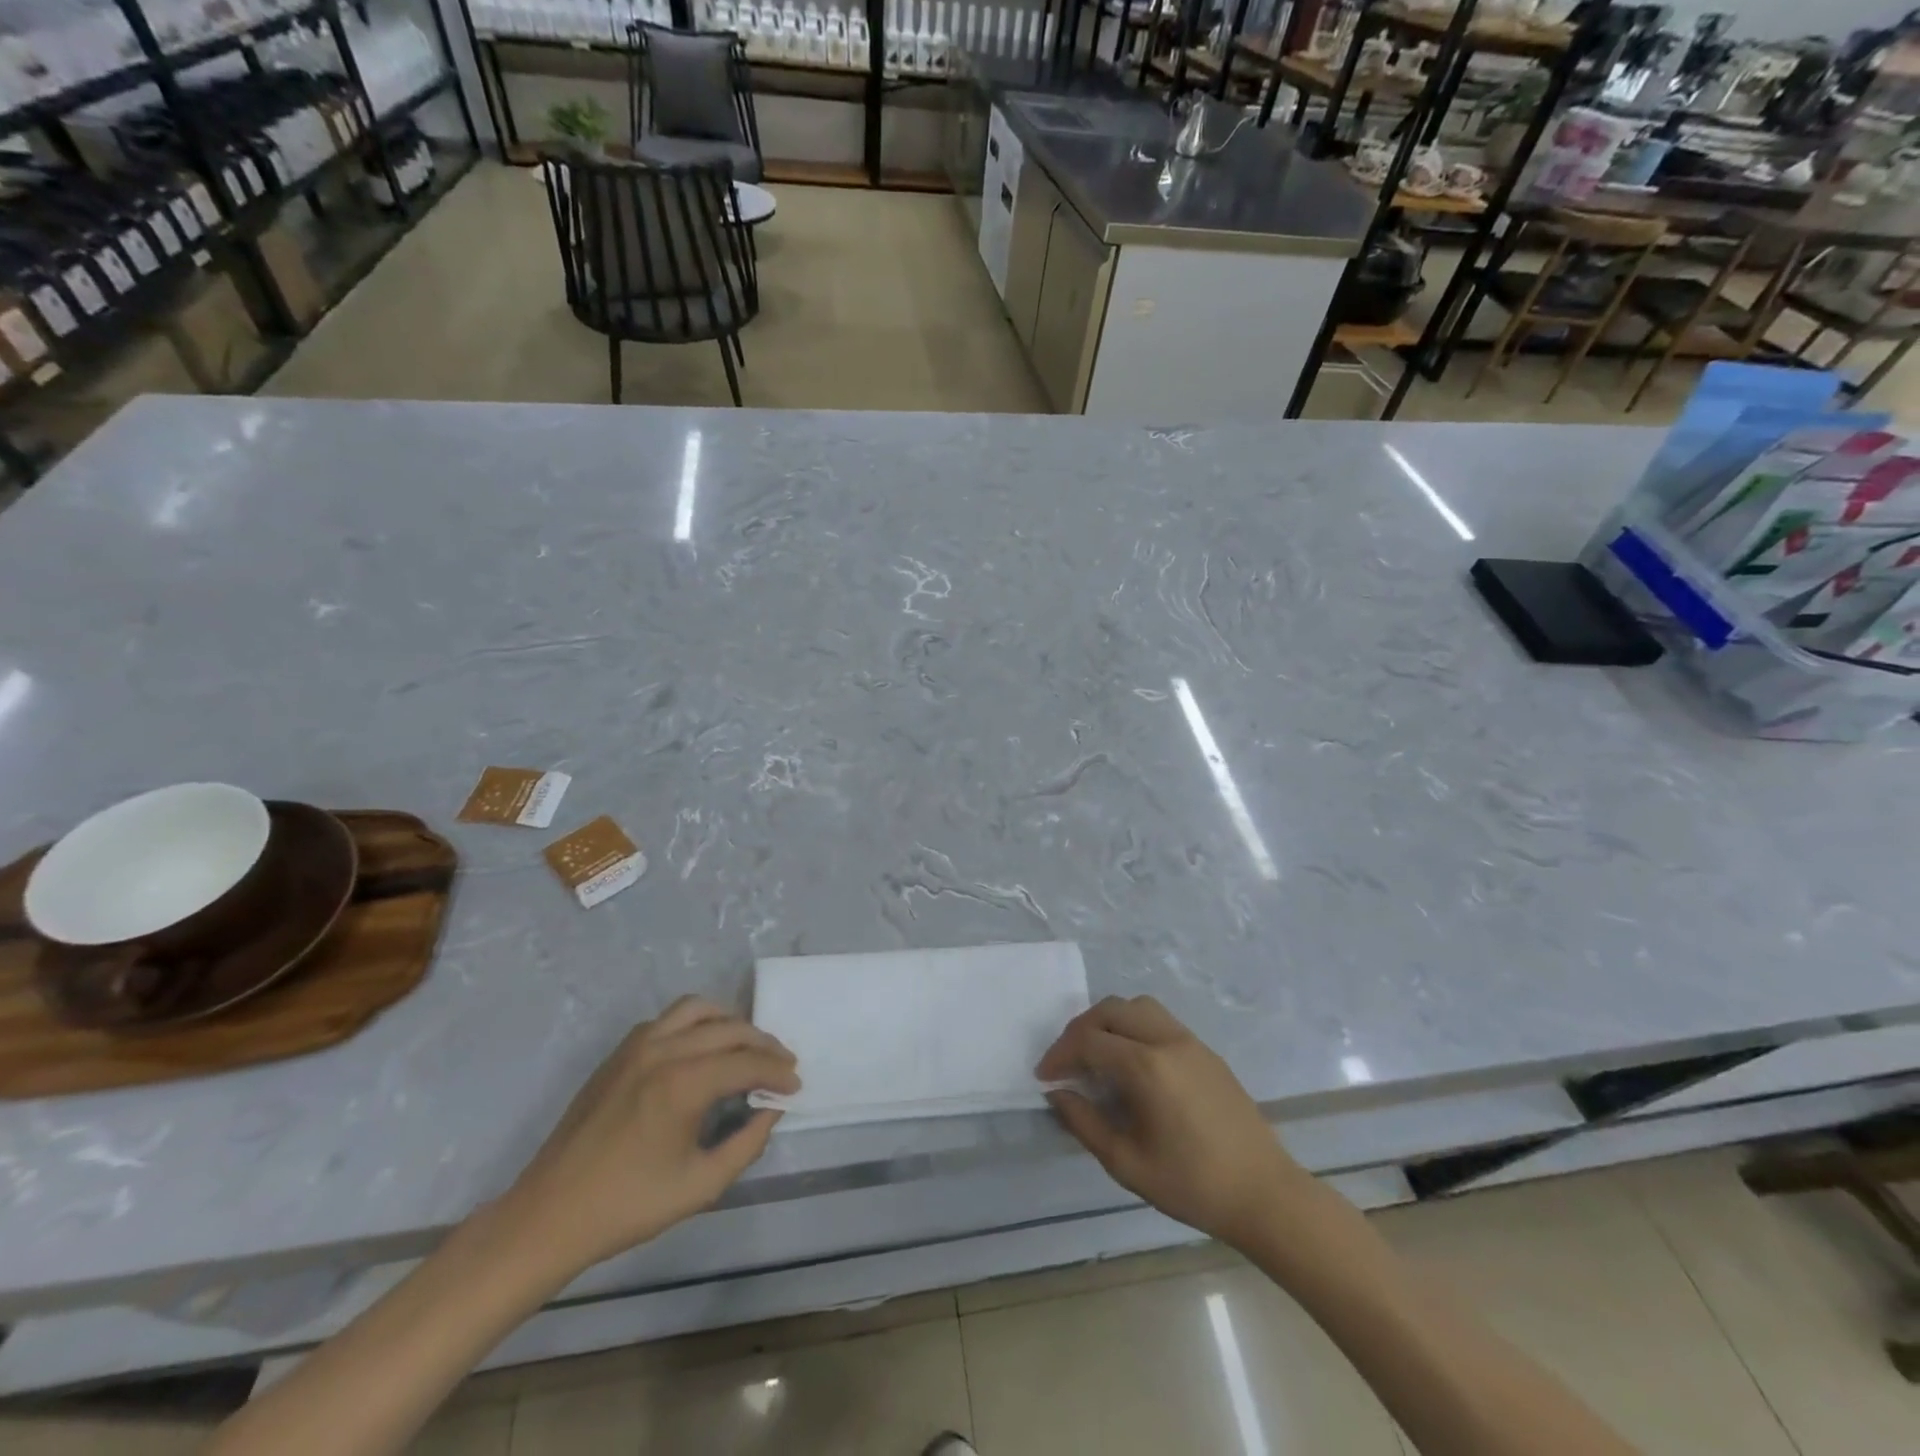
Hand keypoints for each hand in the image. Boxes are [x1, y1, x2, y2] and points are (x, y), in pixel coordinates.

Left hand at [498, 997, 798, 1276]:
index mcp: (683, 1084)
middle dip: (763, 1044)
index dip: (777, 1072)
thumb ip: (746, 1143)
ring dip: (730, 1022)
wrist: (549, 1215)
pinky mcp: (619, 1052)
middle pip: (729, 1029)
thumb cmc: (627, 1206)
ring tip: (746, 1046)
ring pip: (698, 1009)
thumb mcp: (700, 1186)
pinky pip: (668, 1019)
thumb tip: (771, 1109)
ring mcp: (637, 1046)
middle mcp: (663, 1051)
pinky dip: (695, 1023)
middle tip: (782, 1065)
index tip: (795, 1086)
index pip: (747, 1062)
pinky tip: (702, 1049)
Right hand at [1038, 995, 1310, 1248]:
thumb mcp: (1127, 1163)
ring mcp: (1190, 1041)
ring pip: (1137, 1006)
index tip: (1044, 1077)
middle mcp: (1166, 1040)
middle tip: (1066, 1061)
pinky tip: (1130, 1062)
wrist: (1264, 1194)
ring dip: (1108, 1021)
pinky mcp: (1205, 1051)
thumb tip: (1058, 1094)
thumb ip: (1085, 1123)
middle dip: (1080, 1029)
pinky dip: (1133, 1026)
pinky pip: (1159, 1020)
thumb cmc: (1192, 1185)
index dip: (1060, 1055)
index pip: (1088, 1041)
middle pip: (1110, 1010)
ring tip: (1096, 1054)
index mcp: (1146, 1066)